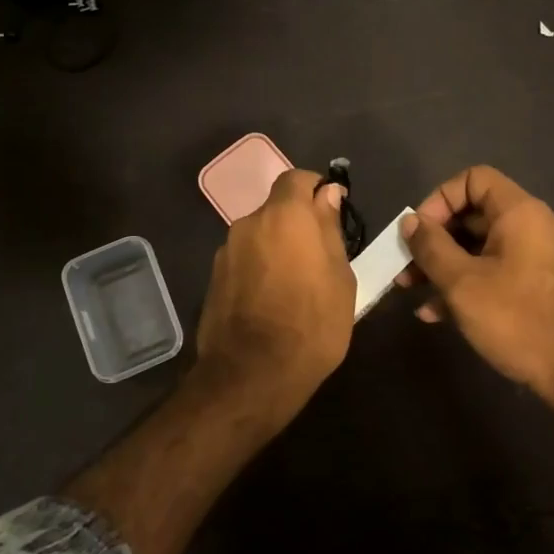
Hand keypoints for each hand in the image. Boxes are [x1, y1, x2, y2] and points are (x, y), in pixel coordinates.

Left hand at [195, 168, 355, 414]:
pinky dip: (258, 270)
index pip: (296, 178)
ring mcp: (226, 252)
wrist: (252, 374)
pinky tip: (269, 302)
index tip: (330, 212)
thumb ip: (330, 229)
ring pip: (259, 237)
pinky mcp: (213, 278)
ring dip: (275, 249)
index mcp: (284, 215)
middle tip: (318, 258)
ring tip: (293, 286)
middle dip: (296, 225)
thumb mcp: (340, 277)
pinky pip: (243, 261)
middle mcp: (249, 223)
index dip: (314, 189)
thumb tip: (328, 195)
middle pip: (276, 210)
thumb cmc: (312, 323)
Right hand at [398, 165, 553, 408]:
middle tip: (406, 265)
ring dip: (445, 265)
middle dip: (435, 239)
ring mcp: (541, 256)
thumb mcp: (462, 283)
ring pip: (482, 247)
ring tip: (411, 290)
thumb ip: (431, 247)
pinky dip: (468, 283)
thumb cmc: (516, 319)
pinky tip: (438, 314)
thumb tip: (410, 222)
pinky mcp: (541, 285)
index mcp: (520, 212)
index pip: (474, 179)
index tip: (419, 232)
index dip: (439, 198)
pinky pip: (497, 270)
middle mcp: (534, 226)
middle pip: (474, 215)